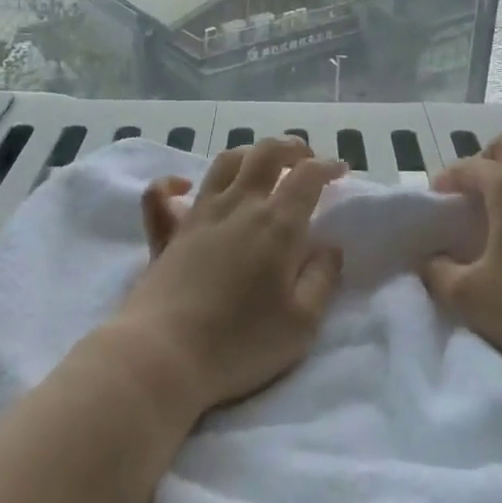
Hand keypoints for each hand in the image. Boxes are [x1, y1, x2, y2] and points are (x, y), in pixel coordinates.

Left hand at [108, 137, 345, 417]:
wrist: (165, 354)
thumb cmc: (241, 343)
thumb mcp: (301, 324)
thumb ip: (321, 279)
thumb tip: (330, 246)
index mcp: (276, 224)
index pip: (307, 176)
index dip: (327, 166)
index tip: (340, 169)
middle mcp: (239, 205)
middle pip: (266, 154)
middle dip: (291, 147)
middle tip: (305, 157)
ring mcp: (199, 214)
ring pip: (225, 163)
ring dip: (248, 154)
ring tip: (261, 164)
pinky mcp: (167, 233)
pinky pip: (161, 194)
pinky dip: (172, 183)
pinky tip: (184, 186)